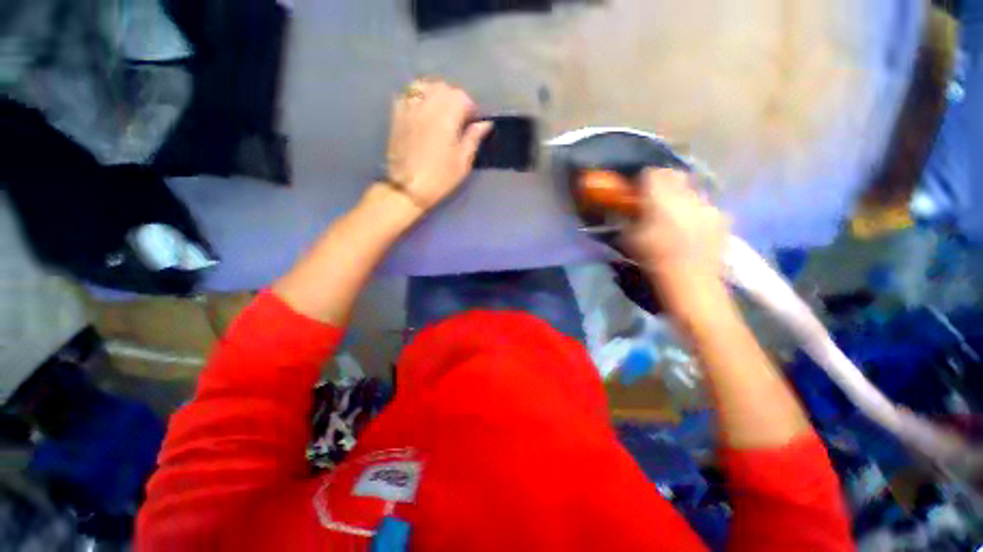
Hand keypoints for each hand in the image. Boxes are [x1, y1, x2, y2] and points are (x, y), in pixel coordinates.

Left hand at [385, 78, 493, 212]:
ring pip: (425, 86)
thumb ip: (473, 139)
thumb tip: (485, 123)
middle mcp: (427, 106)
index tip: (473, 123)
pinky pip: (408, 95)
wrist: (407, 189)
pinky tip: (422, 110)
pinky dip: (418, 97)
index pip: (461, 97)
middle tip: (458, 118)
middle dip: (454, 99)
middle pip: (443, 88)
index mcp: (446, 117)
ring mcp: (409, 109)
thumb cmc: (439, 178)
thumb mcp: (462, 163)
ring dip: (436, 94)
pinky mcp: (397, 116)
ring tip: (440, 112)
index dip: (470, 108)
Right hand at [627, 168, 728, 283]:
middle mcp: (686, 192)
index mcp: (660, 194)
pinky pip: (707, 208)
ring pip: (693, 191)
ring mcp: (707, 204)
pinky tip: (693, 231)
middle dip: (665, 184)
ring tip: (676, 218)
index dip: (643, 180)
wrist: (689, 278)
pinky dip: (698, 214)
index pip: (651, 172)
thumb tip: (624, 212)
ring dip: (682, 199)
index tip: (637, 192)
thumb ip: (626, 219)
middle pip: (675, 176)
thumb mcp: (628, 237)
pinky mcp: (722, 218)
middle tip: (656, 201)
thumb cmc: (652, 256)